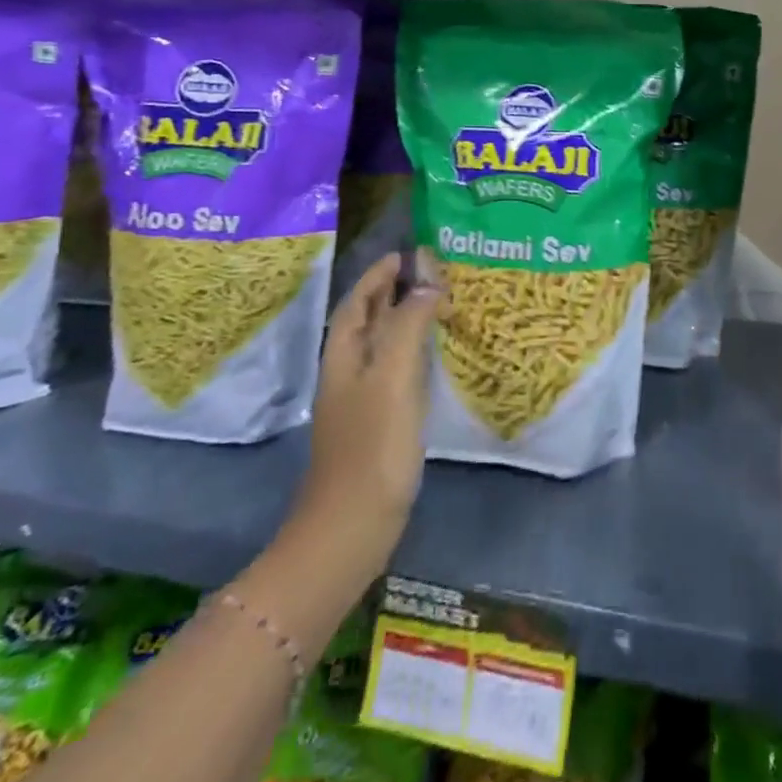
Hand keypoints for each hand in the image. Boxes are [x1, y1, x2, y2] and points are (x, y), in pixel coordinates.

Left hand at [288, 250, 445, 584]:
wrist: (352, 527)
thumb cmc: (372, 445)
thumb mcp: (392, 377)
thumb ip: (408, 325)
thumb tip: (428, 284)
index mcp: (344, 356)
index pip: (357, 302)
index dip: (378, 276)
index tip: (405, 254)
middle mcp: (348, 372)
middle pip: (366, 320)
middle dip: (391, 293)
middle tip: (428, 273)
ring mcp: (361, 400)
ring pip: (381, 345)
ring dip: (403, 319)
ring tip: (437, 303)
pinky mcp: (377, 423)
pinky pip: (394, 370)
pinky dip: (411, 350)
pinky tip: (433, 356)